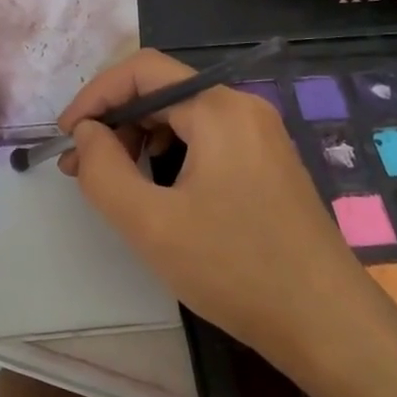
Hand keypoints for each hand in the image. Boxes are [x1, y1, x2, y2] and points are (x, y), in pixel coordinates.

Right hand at [58, 50, 388, 371]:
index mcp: (219, 109)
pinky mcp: (266, 162)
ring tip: (113, 181)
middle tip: (82, 166)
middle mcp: (242, 108)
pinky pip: (205, 138)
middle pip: (162, 90)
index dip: (96, 94)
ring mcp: (260, 135)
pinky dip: (169, 154)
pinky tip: (156, 189)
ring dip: (139, 138)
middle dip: (115, 121)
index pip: (142, 70)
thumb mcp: (151, 224)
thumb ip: (103, 171)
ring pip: (182, 115)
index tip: (67, 136)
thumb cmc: (236, 269)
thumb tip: (86, 134)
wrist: (329, 326)